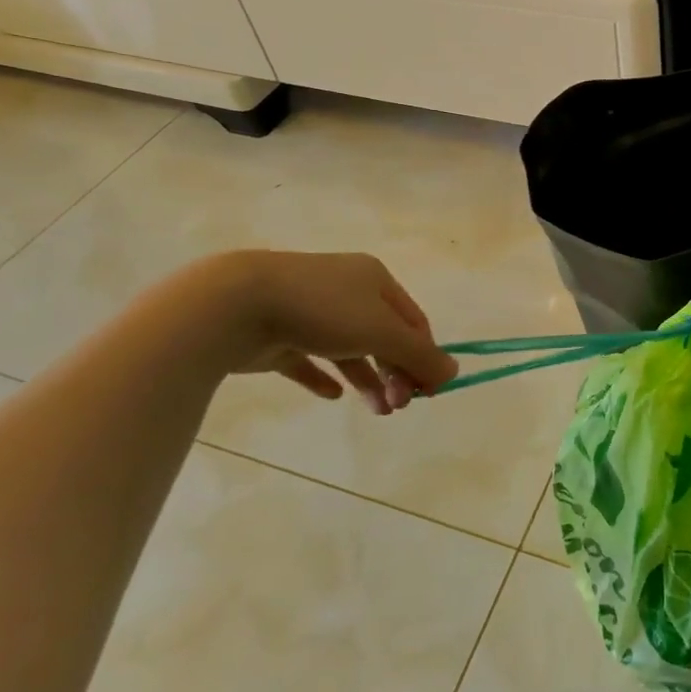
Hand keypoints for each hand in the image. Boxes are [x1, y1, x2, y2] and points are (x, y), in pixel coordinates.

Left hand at [187, 251, 458, 413]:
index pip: (413, 321)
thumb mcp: (382, 332)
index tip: (428, 391)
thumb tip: (454, 373)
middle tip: (400, 405)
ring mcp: (308, 312)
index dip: (426, 355)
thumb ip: (420, 355)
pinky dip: (324, 377)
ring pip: (349, 350)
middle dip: (397, 372)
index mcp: (374, 280)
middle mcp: (345, 291)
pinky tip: (333, 395)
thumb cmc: (323, 310)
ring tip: (378, 411)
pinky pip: (308, 360)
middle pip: (383, 336)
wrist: (236, 304)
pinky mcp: (277, 335)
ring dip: (369, 380)